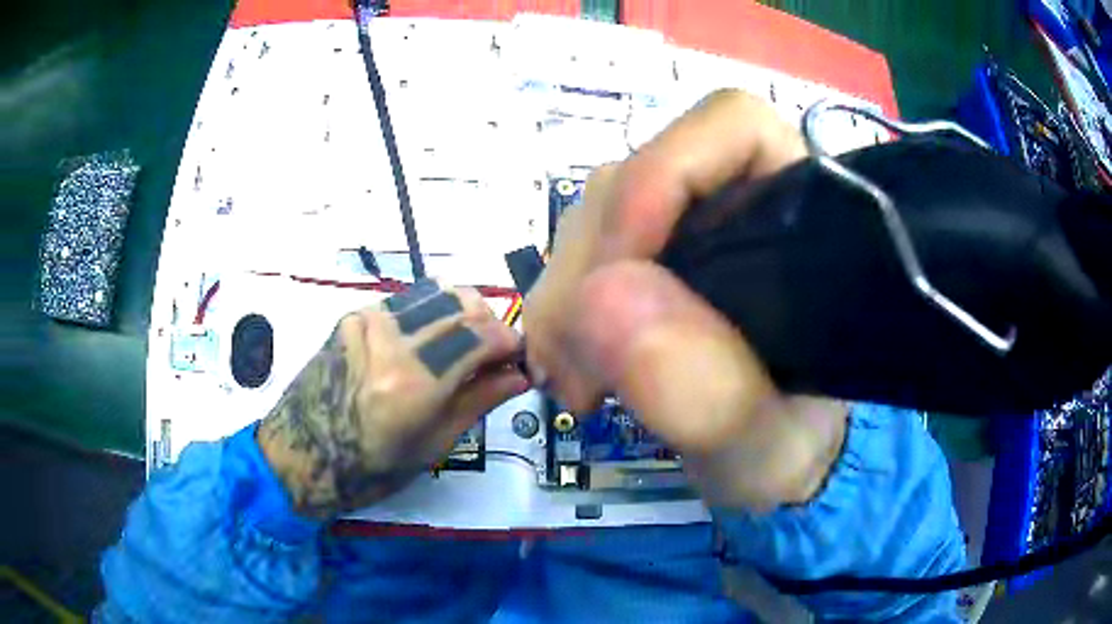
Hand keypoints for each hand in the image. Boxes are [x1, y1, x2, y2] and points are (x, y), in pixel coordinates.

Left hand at [258, 283, 527, 518]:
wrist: (302, 454)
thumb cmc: (370, 467)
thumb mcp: (433, 444)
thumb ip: (478, 400)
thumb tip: (520, 375)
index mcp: (415, 382)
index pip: (483, 336)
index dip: (512, 343)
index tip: (520, 358)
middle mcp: (392, 339)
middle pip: (463, 304)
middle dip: (490, 324)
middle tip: (493, 355)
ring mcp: (368, 320)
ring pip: (436, 292)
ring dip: (461, 313)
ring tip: (462, 346)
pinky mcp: (353, 315)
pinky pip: (406, 301)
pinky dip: (428, 313)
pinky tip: (426, 342)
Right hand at [525, 90, 847, 510]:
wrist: (767, 464)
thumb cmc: (789, 450)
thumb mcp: (767, 448)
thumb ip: (712, 394)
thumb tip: (603, 299)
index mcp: (799, 217)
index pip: (731, 127)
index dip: (663, 175)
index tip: (620, 279)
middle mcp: (735, 201)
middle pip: (635, 179)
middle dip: (591, 272)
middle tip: (587, 375)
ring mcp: (682, 227)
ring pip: (593, 220)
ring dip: (565, 304)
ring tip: (582, 387)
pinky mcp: (644, 259)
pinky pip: (577, 259)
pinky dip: (560, 315)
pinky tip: (574, 370)